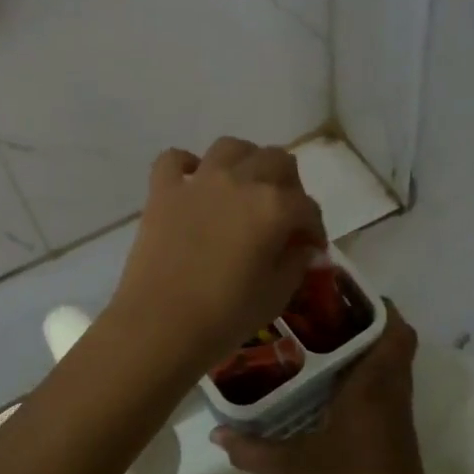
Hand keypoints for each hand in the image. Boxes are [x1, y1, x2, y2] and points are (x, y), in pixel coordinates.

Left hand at [108, 138, 326, 375]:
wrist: (159, 325)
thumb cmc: (225, 316)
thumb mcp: (276, 296)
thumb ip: (296, 263)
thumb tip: (303, 247)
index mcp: (274, 207)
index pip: (306, 207)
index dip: (314, 228)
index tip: (311, 248)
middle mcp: (239, 182)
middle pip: (276, 161)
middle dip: (289, 184)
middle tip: (284, 213)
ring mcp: (198, 182)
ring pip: (231, 148)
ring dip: (245, 160)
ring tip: (245, 185)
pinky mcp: (163, 191)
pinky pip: (174, 159)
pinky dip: (186, 164)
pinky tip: (193, 180)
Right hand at [212, 306, 435, 473]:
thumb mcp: (294, 466)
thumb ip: (254, 449)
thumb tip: (217, 433)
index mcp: (373, 383)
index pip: (394, 329)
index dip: (378, 305)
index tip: (345, 294)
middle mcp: (391, 387)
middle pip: (395, 338)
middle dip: (366, 321)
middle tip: (326, 315)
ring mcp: (397, 408)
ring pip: (393, 361)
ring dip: (369, 346)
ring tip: (324, 340)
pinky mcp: (397, 427)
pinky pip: (388, 383)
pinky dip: (369, 372)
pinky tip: (333, 384)